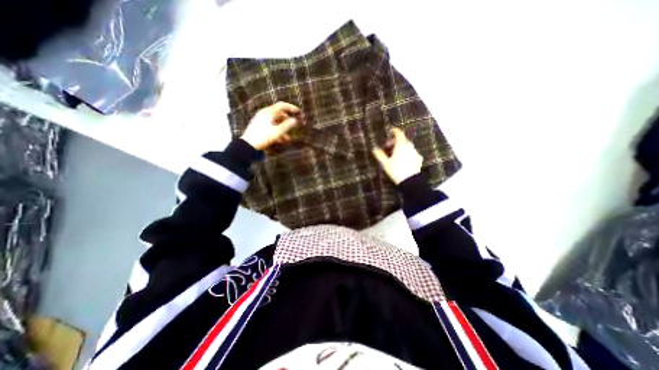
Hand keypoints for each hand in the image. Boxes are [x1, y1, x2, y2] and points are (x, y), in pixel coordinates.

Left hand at [242, 101, 304, 147]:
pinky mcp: (260, 127)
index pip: (282, 105)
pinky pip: (272, 127)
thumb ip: (288, 125)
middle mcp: (264, 114)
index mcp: (268, 112)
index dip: (291, 108)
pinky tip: (282, 140)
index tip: (299, 112)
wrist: (248, 145)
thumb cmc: (263, 137)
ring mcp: (261, 120)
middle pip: (279, 114)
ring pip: (276, 122)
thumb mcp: (277, 132)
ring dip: (283, 129)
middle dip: (288, 120)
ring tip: (289, 138)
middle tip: (295, 125)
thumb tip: (296, 120)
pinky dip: (278, 132)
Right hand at [370, 129, 421, 184]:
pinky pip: (411, 153)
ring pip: (407, 146)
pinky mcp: (418, 159)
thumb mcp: (385, 163)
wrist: (410, 182)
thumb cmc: (396, 171)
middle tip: (389, 148)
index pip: (399, 134)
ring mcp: (415, 153)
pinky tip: (403, 160)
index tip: (391, 131)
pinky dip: (407, 153)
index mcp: (401, 145)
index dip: (395, 131)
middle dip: (395, 142)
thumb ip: (380, 155)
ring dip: (401, 148)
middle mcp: (410, 147)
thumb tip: (374, 149)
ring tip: (395, 155)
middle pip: (403, 140)